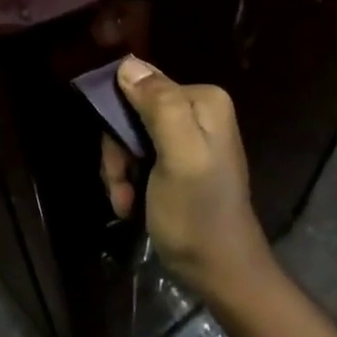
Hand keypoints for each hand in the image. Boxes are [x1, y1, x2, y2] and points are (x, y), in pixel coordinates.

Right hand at [99, 57, 276, 303]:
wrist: (219, 273)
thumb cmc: (197, 214)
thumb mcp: (179, 156)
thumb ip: (158, 106)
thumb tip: (127, 64)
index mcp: (203, 99)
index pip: (139, 87)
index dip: (118, 123)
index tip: (120, 163)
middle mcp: (196, 110)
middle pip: (131, 113)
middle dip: (117, 153)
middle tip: (120, 187)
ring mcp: (186, 137)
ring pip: (128, 137)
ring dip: (119, 172)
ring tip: (125, 203)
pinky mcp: (176, 161)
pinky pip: (137, 156)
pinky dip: (128, 181)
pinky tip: (130, 206)